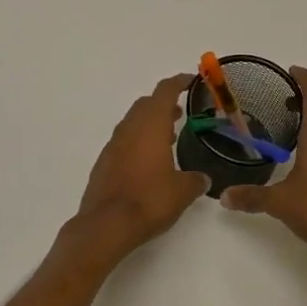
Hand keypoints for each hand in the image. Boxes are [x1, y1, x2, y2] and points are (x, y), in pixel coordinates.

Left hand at [73, 74, 208, 259]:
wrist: (106, 224)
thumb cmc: (149, 200)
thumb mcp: (183, 191)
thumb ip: (196, 180)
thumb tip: (202, 179)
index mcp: (150, 126)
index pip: (164, 92)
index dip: (179, 82)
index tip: (190, 80)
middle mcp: (129, 129)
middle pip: (146, 104)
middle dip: (163, 104)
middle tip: (181, 112)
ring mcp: (113, 145)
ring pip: (133, 123)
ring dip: (150, 123)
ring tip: (169, 136)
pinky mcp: (104, 163)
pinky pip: (124, 142)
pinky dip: (138, 141)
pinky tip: (149, 161)